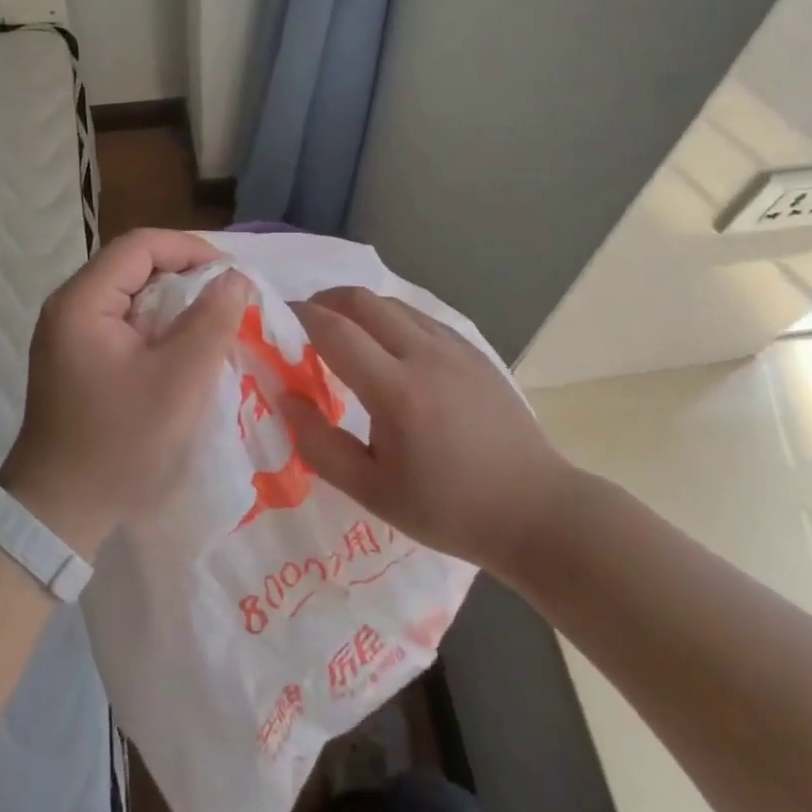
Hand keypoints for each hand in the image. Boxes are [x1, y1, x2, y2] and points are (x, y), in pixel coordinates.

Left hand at [3, 229, 250, 557]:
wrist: (58, 513)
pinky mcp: (76, 358)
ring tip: (213, 320)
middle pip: (133, 265)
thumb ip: (211, 322)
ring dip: (173, 301)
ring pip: (130, 294)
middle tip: (227, 298)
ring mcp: (69, 334)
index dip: (190, 249)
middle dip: (184, 274)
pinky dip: (157, 325)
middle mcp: (69, 307)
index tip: (231, 274)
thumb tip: (234, 277)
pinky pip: (123, 323)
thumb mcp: (179, 382)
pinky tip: (183, 348)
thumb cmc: (120, 443)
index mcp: (83, 301)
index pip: (140, 245)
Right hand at [274, 287, 573, 578]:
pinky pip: (421, 317)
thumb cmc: (448, 509)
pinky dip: (391, 318)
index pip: (335, 331)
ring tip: (343, 333)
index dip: (300, 316)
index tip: (277, 317)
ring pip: (393, 304)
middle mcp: (425, 354)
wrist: (535, 510)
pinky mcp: (474, 351)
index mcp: (396, 390)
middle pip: (363, 300)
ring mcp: (454, 347)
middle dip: (326, 300)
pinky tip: (389, 348)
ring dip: (359, 308)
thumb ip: (320, 443)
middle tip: (305, 321)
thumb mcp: (372, 492)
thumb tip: (285, 396)